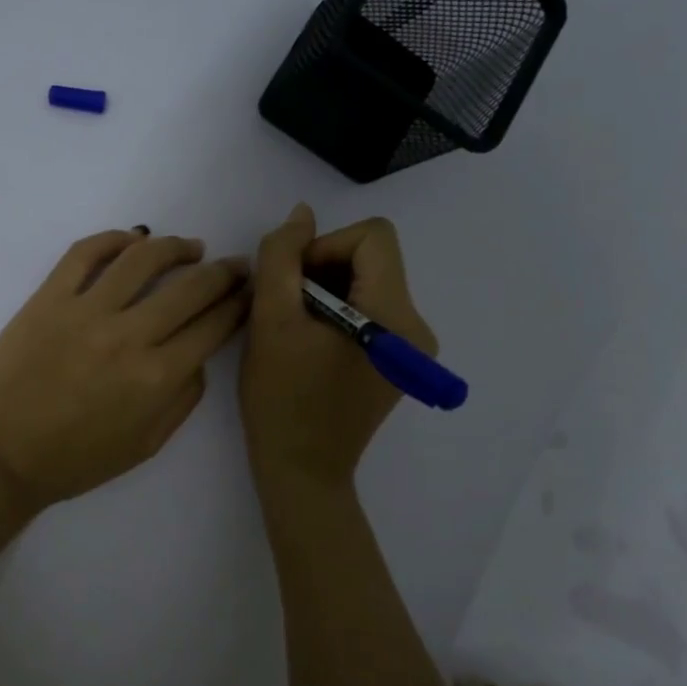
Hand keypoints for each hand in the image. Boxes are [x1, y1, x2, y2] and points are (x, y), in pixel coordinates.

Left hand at [0, 227, 250, 513]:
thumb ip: (181, 400)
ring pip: (143, 259)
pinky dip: (114, 238)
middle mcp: (128, 336)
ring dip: (176, 246)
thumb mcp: (143, 446)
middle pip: (191, 287)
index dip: (238, 305)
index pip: (213, 326)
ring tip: (191, 246)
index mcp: (156, 378)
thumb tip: (198, 357)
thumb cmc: (70, 461)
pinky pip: (85, 253)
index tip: (248, 293)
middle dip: (223, 272)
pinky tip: (133, 238)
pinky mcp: (48, 298)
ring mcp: (85, 311)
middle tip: (234, 265)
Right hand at [240, 204, 436, 491]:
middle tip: (286, 308)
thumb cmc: (281, 399)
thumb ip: (282, 257)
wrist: (301, 470)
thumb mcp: (270, 320)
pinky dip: (335, 312)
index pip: (373, 236)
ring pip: (367, 282)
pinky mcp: (399, 361)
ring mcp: (411, 347)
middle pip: (371, 258)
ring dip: (324, 291)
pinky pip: (369, 309)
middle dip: (322, 270)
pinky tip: (309, 343)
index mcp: (394, 316)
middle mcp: (416, 327)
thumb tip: (302, 215)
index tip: (293, 283)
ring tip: (294, 329)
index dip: (325, 246)